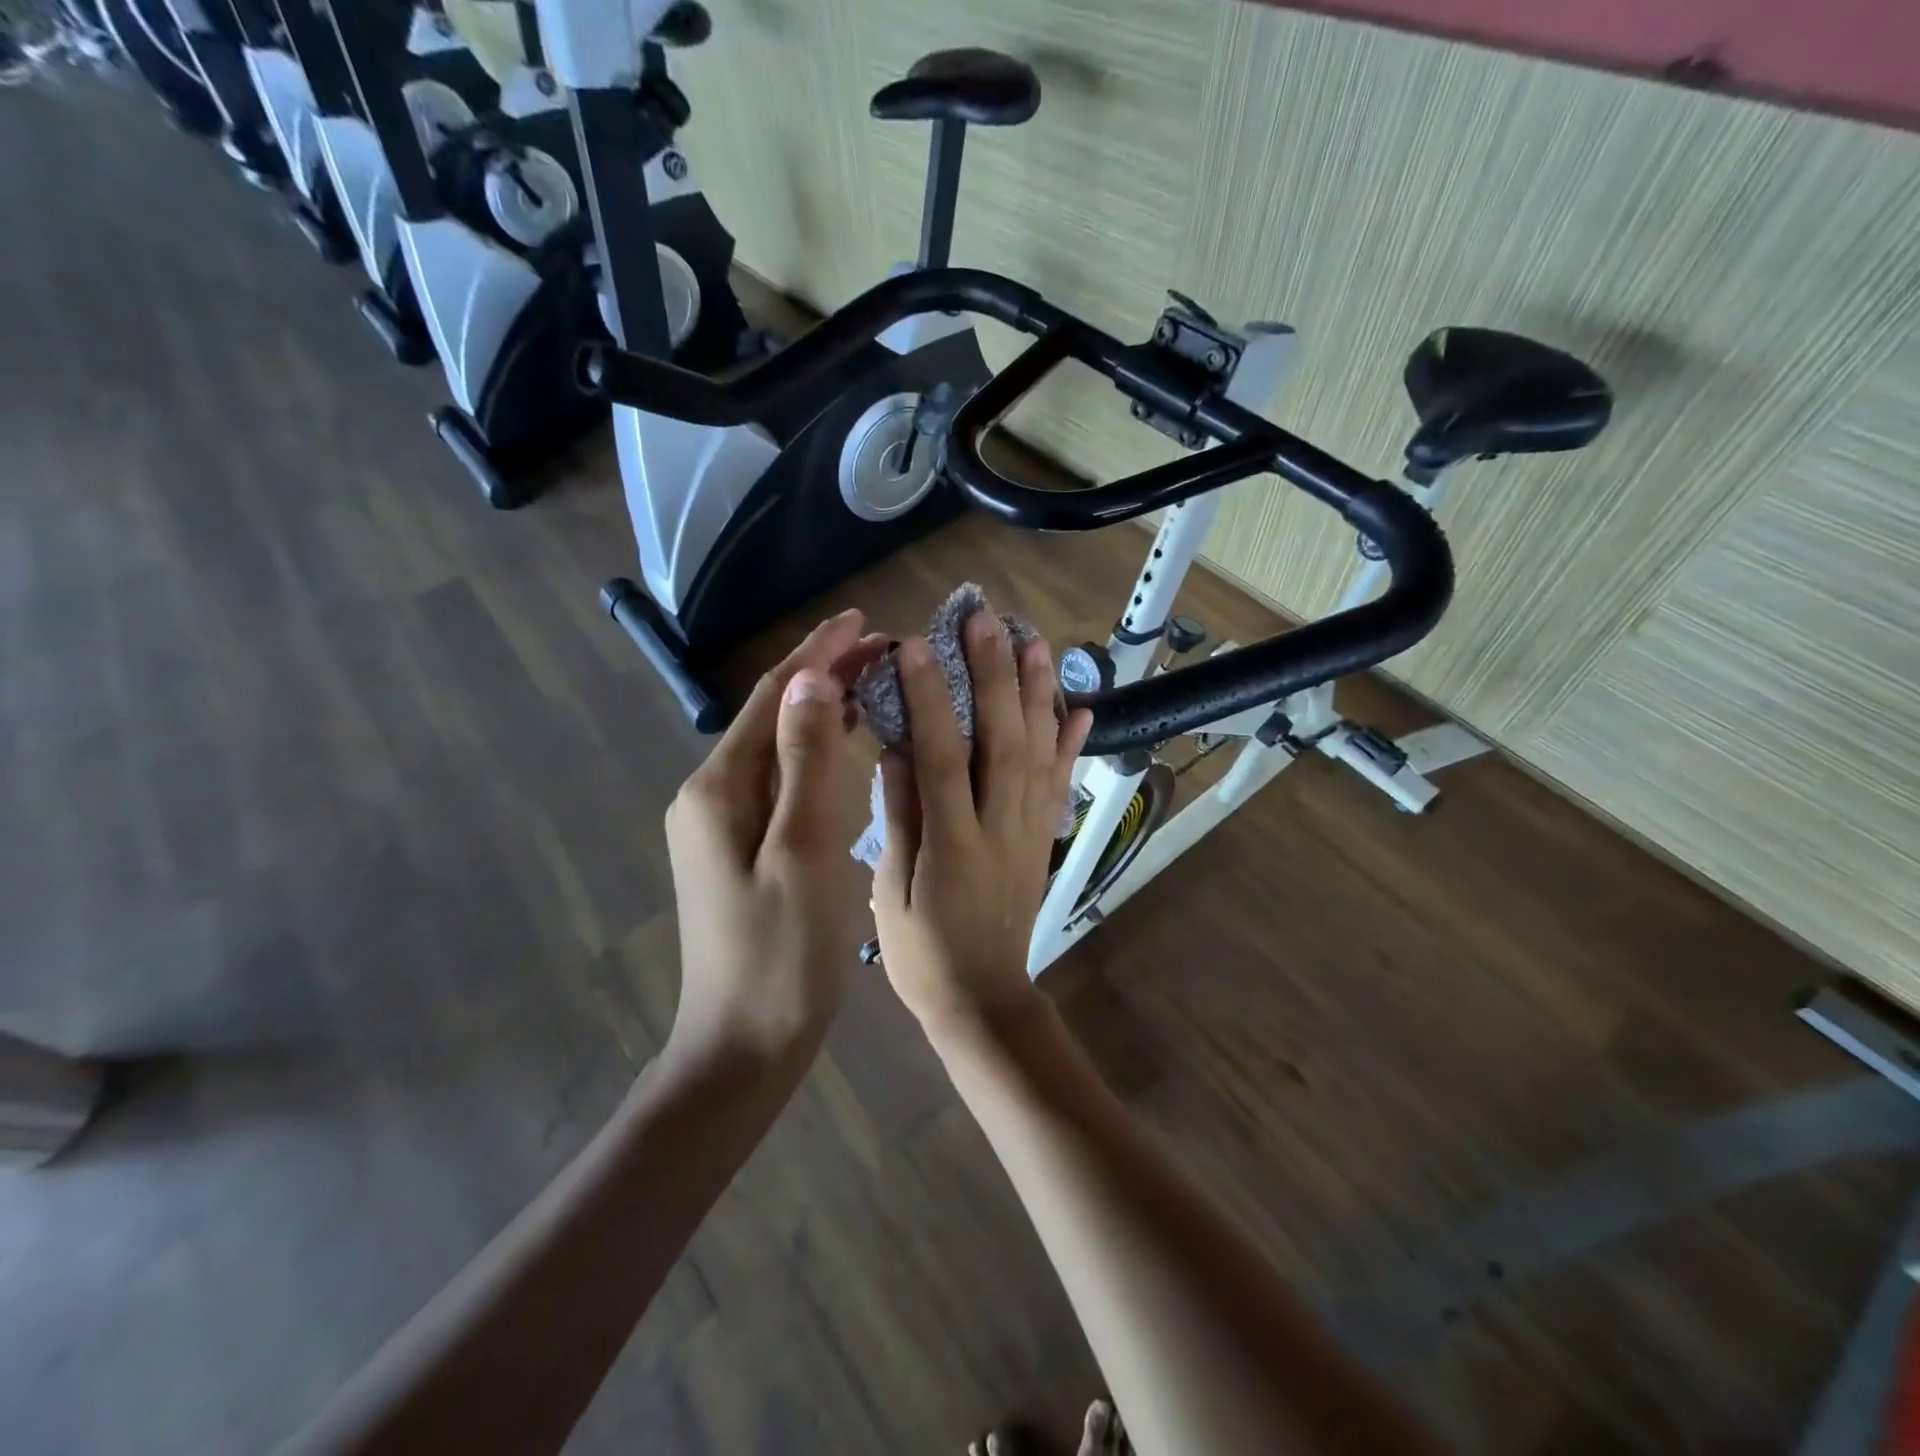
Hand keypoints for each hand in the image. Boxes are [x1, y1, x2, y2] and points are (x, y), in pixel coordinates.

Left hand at [665, 610, 887, 1065]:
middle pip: (772, 716)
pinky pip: (783, 780)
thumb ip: (806, 762)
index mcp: (720, 789)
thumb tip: (811, 679)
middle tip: (882, 647)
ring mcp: (724, 823)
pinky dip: (817, 751)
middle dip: (822, 674)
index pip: (771, 697)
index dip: (816, 653)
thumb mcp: (801, 852)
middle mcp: (713, 795)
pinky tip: (848, 747)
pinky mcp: (742, 847)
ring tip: (874, 682)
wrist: (744, 1044)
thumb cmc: (781, 954)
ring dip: (822, 709)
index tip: (862, 619)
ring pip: (779, 747)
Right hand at [872, 608, 1091, 1032]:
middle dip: (995, 674)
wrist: (985, 1000)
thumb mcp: (891, 894)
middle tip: (987, 619)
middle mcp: (1001, 827)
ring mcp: (1030, 831)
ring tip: (1034, 641)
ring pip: (1039, 751)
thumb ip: (897, 820)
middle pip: (1003, 739)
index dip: (932, 699)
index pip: (942, 757)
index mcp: (953, 844)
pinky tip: (1080, 707)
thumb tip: (895, 751)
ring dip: (1038, 693)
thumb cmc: (923, 953)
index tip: (918, 646)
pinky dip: (1072, 743)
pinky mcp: (1045, 838)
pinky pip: (1061, 783)